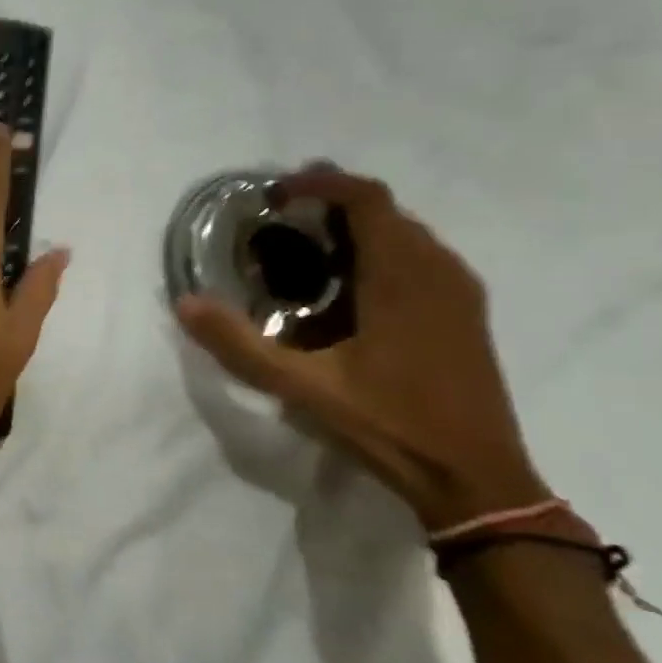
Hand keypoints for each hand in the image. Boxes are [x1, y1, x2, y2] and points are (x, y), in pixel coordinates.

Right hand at [175, 167, 544, 532]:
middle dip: (330, 203)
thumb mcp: (301, 386)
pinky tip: (346, 291)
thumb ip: (239, 343)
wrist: (477, 479)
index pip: (365, 198)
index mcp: (403, 277)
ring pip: (405, 234)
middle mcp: (438, 271)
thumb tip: (185, 302)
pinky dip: (378, 252)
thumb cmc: (389, 425)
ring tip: (305, 250)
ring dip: (355, 228)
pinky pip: (419, 259)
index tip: (273, 195)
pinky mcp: (465, 315)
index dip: (318, 183)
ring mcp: (459, 293)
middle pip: (384, 211)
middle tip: (277, 221)